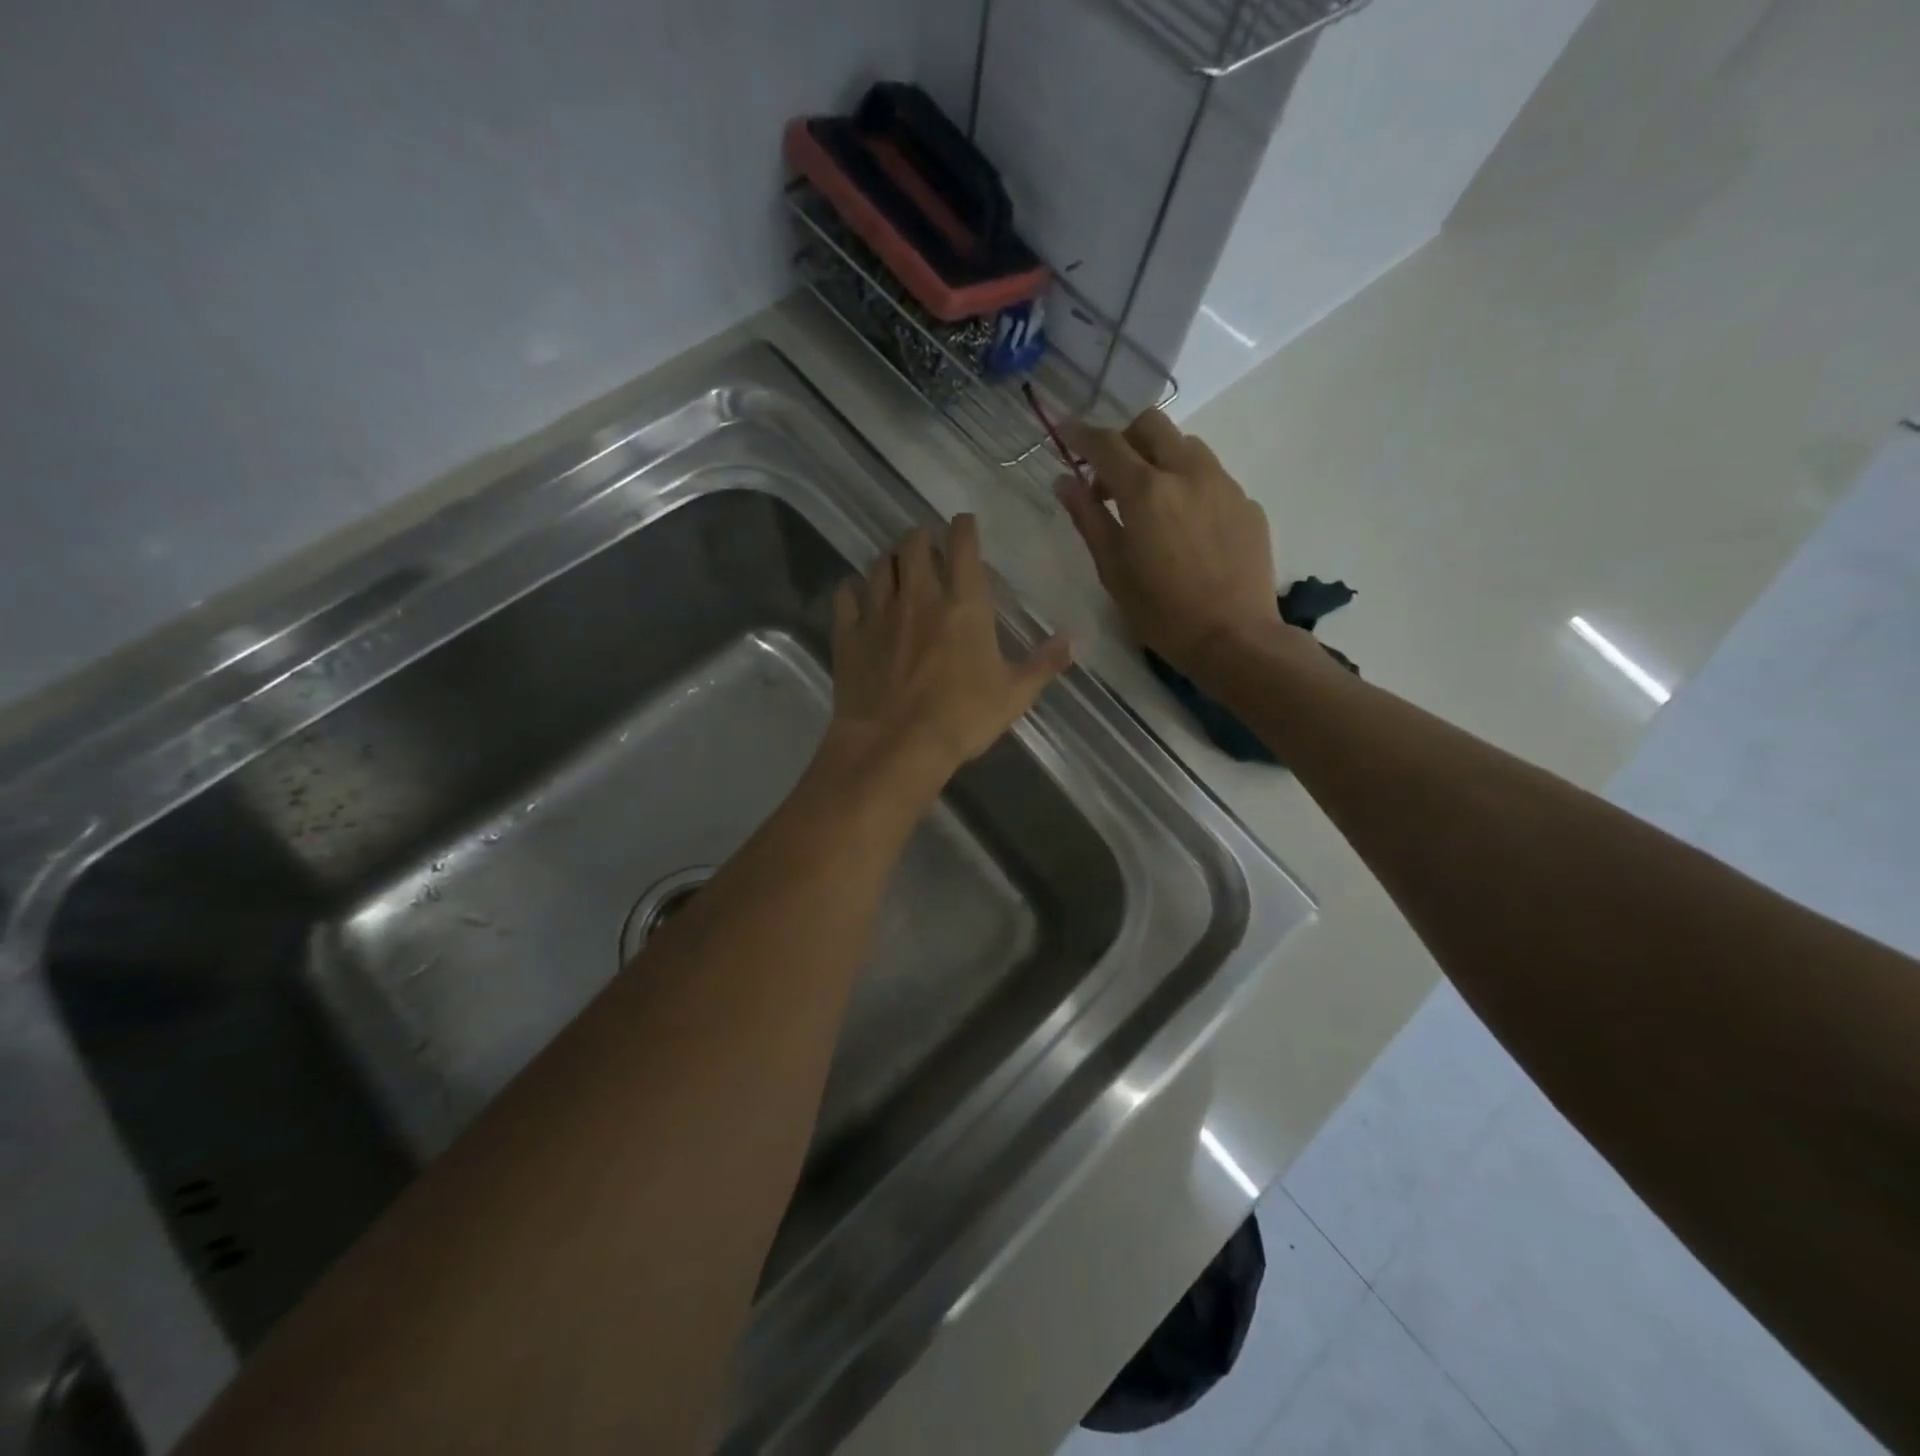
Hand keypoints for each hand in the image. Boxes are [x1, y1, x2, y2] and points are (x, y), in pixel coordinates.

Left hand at [826, 515, 1071, 790]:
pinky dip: (852, 590)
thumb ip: (1044, 664)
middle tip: (927, 548)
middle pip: (914, 544)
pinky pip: (845, 596)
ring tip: (896, 569)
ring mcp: (879, 612)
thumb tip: (1074, 640)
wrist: (896, 746)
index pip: (963, 544)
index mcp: (964, 604)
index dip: (964, 527)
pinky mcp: (849, 634)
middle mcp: (920, 596)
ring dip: (890, 560)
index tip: (964, 524)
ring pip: (880, 565)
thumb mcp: (1014, 695)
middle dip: (922, 538)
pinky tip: (856, 596)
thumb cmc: (962, 719)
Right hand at [1056, 413, 1279, 673]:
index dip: (1080, 433)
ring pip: (1185, 445)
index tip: (1064, 432)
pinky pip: (1211, 476)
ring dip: (1159, 459)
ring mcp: (1223, 484)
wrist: (1234, 638)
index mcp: (1146, 491)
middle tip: (1111, 479)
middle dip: (1124, 439)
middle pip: (1151, 425)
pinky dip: (1189, 485)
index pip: (1106, 443)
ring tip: (1151, 502)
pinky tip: (1186, 527)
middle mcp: (1187, 473)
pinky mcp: (1246, 502)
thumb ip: (1088, 519)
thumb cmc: (1162, 613)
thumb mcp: (1113, 570)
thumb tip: (1065, 481)